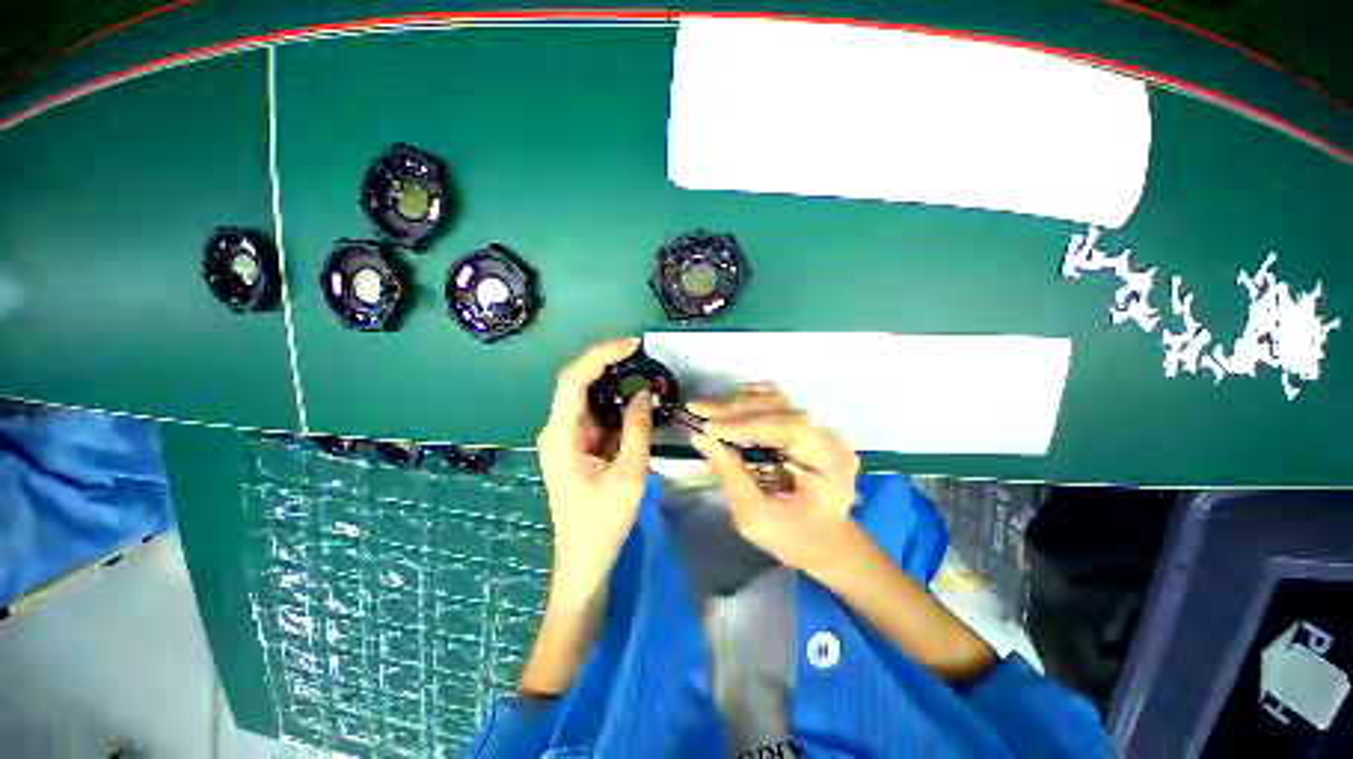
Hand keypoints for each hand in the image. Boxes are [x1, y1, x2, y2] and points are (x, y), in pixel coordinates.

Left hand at [537, 338, 654, 605]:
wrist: (584, 560)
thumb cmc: (603, 523)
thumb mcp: (629, 474)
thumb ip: (636, 430)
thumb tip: (643, 394)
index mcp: (561, 435)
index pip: (574, 380)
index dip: (601, 355)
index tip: (633, 345)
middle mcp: (557, 430)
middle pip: (578, 383)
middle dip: (609, 366)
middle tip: (643, 358)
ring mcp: (565, 438)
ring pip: (588, 399)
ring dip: (615, 386)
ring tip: (645, 377)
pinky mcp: (577, 447)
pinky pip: (596, 416)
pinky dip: (616, 407)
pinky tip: (637, 405)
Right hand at [688, 385, 861, 577]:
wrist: (824, 539)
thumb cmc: (792, 537)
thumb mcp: (755, 517)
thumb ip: (730, 474)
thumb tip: (700, 437)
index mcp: (831, 465)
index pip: (790, 428)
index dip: (748, 424)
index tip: (709, 428)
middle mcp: (830, 438)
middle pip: (781, 408)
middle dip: (735, 410)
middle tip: (697, 410)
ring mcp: (819, 427)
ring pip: (776, 400)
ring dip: (738, 403)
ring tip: (707, 409)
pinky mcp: (806, 425)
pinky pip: (775, 405)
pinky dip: (747, 404)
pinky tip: (726, 408)